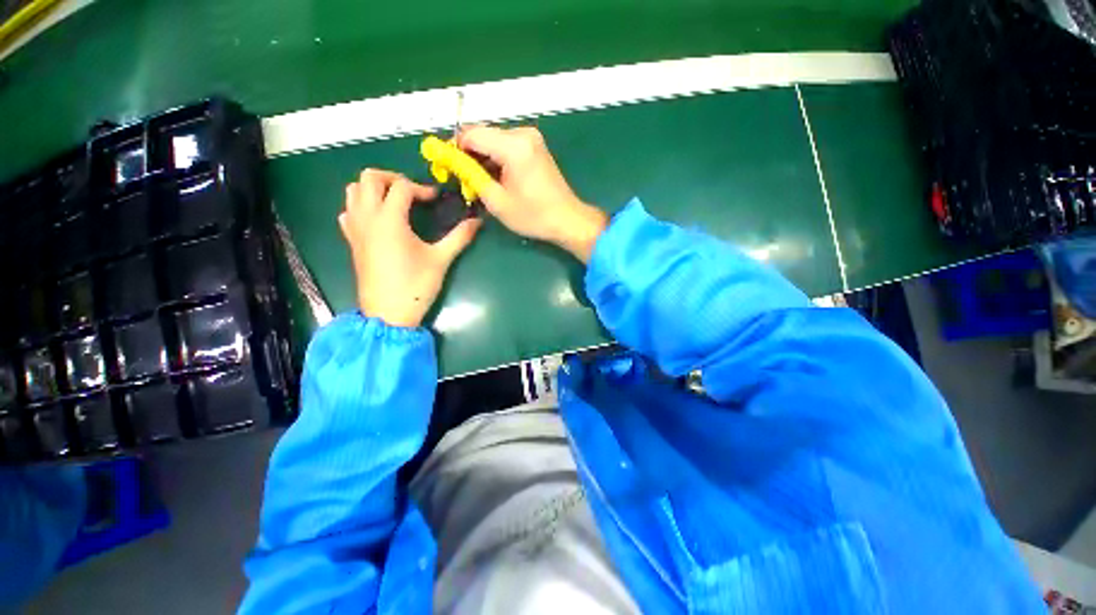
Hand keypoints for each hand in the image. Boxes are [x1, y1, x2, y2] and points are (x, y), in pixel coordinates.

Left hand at [338, 169, 480, 327]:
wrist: (389, 313)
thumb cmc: (416, 285)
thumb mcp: (441, 259)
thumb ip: (460, 237)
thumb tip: (477, 221)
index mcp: (389, 219)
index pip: (401, 187)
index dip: (421, 188)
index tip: (436, 199)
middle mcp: (367, 218)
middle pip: (369, 178)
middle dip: (392, 178)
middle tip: (412, 192)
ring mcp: (355, 229)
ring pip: (352, 191)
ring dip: (373, 188)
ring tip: (395, 201)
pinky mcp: (352, 241)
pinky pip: (348, 211)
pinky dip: (360, 206)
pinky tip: (378, 219)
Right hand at [457, 126, 607, 262]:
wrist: (567, 219)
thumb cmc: (533, 215)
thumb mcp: (496, 201)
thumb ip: (472, 176)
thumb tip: (453, 162)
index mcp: (513, 146)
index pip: (471, 134)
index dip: (455, 148)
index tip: (446, 166)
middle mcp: (523, 134)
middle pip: (483, 135)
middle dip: (469, 155)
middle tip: (464, 179)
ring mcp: (532, 139)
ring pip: (494, 141)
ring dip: (483, 159)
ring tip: (480, 183)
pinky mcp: (536, 147)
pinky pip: (507, 146)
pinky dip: (497, 159)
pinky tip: (495, 178)